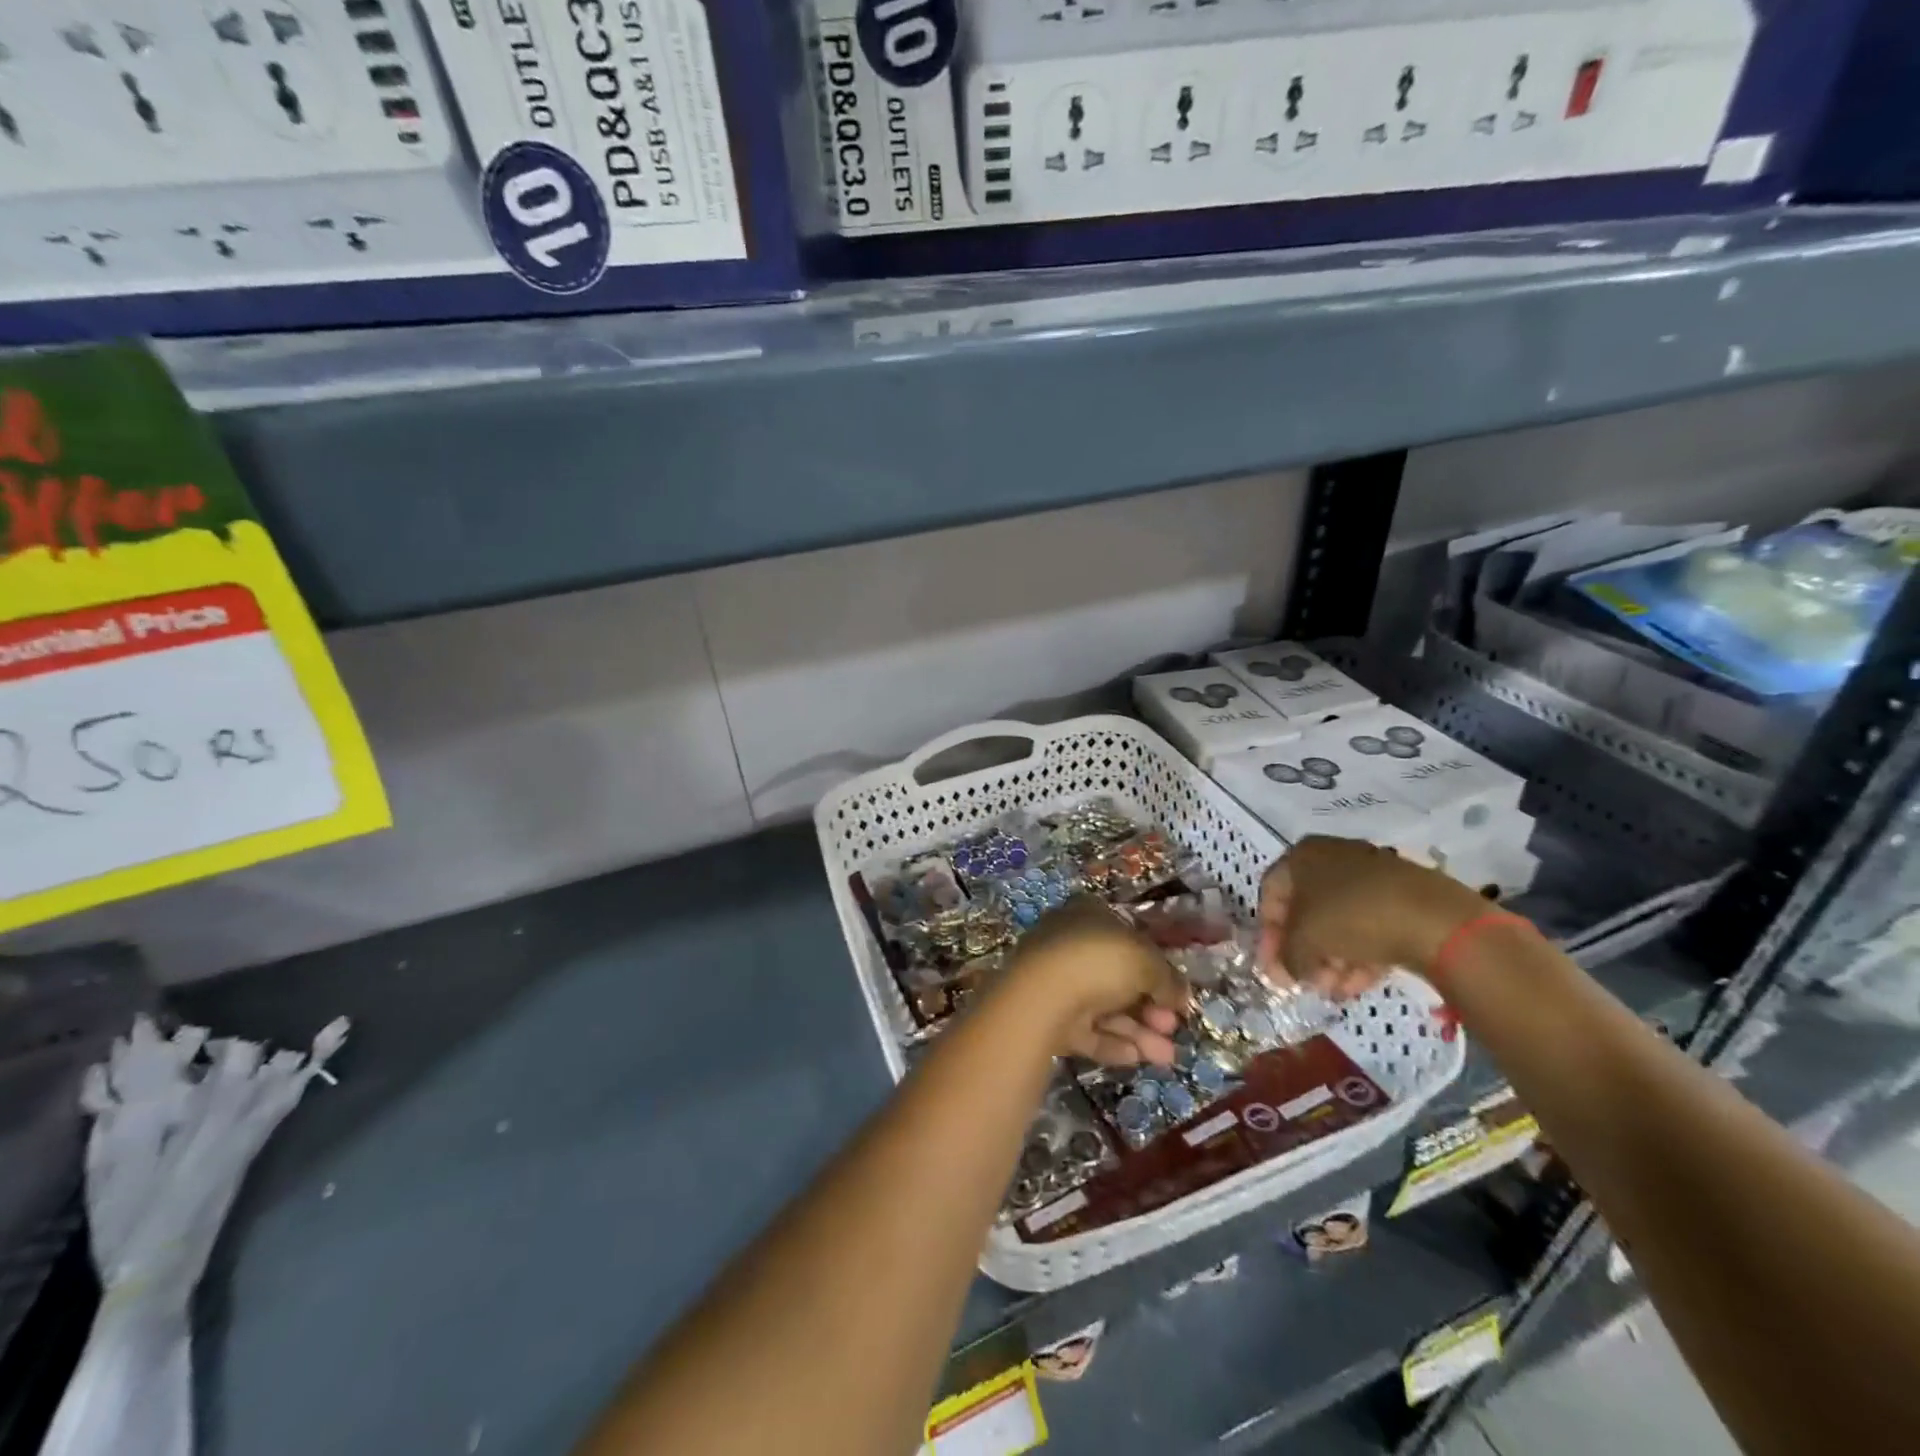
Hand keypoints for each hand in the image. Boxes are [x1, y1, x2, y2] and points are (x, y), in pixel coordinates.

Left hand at [1006, 897, 1186, 1065]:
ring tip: (1167, 1056)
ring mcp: (1057, 981)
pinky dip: (1113, 1043)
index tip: (1176, 993)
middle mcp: (1070, 943)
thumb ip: (1167, 979)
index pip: (1128, 937)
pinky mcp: (1048, 1017)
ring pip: (1105, 1007)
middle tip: (1173, 1027)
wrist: (1042, 997)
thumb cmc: (1098, 962)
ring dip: (1139, 1031)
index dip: (1156, 966)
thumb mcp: (1147, 963)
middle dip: (1150, 1006)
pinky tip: (1137, 1059)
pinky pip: (1087, 1030)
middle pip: (1118, 977)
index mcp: (1088, 915)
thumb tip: (1180, 995)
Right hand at [1256, 837, 1489, 998]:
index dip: (1268, 935)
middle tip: (1307, 983)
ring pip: (1339, 921)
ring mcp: (1371, 875)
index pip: (1271, 896)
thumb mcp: (1304, 942)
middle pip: (1306, 911)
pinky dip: (1360, 954)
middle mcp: (1333, 857)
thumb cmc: (1352, 917)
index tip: (1274, 968)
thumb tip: (1288, 971)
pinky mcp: (1402, 897)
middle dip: (1304, 952)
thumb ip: (1286, 958)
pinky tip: (1361, 984)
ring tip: (1337, 990)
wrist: (1436, 919)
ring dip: (1332, 959)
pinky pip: (1368, 925)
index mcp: (1302, 855)